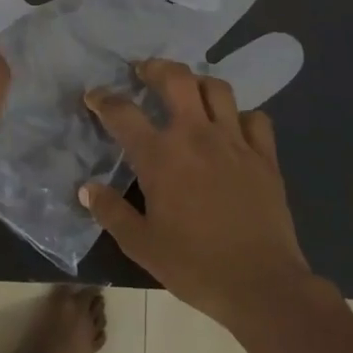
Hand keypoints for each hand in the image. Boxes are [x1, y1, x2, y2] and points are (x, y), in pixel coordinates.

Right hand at [82, 58, 319, 327]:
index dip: (103, 100)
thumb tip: (87, 188)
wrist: (261, 284)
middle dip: (155, 67)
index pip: (123, 113)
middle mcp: (196, 136)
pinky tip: (232, 128)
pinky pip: (254, 119)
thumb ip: (110, 211)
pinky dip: (240, 116)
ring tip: (188, 91)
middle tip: (143, 71)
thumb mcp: (141, 244)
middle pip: (176, 79)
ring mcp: (234, 142)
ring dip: (198, 83)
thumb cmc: (194, 265)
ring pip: (217, 89)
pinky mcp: (265, 156)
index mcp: (161, 156)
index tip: (93, 96)